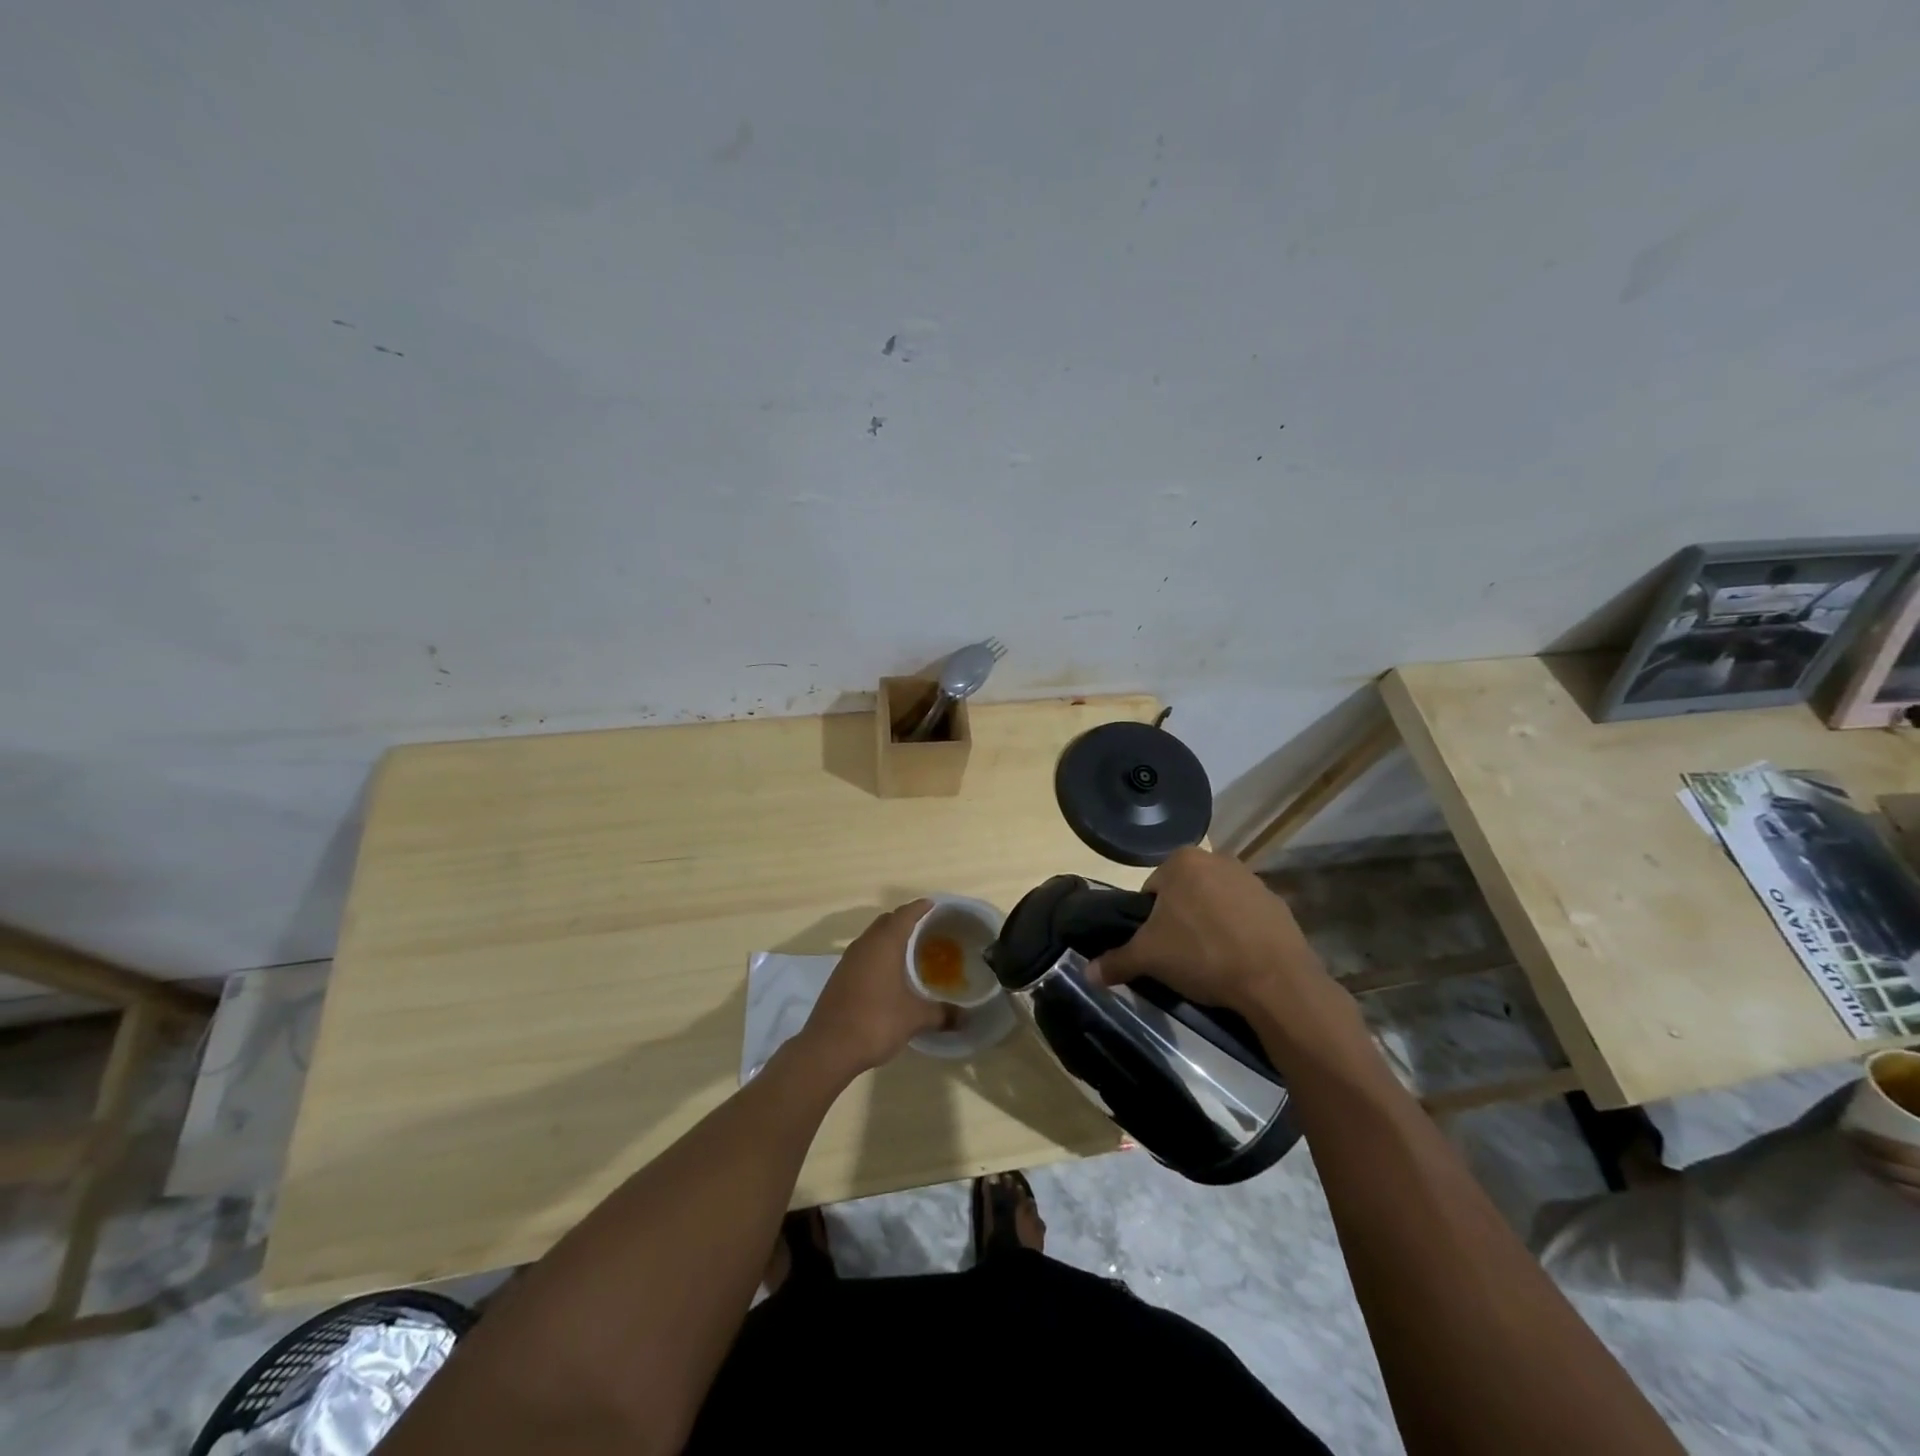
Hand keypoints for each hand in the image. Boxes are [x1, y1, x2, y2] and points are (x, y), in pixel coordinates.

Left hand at [800, 901, 951, 1075]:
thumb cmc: (876, 1022)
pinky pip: (862, 954)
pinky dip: (877, 955)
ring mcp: (848, 961)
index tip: (933, 905)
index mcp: (884, 944)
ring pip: (872, 938)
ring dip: (888, 938)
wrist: (828, 1048)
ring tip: (909, 950)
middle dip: (904, 920)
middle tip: (925, 928)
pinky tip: (887, 974)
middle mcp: (864, 945)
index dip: (920, 907)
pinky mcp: (839, 977)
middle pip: (886, 921)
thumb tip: (966, 1018)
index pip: (904, 915)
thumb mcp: (915, 1018)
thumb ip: (942, 1013)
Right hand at [1087, 848, 1336, 1018]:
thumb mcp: (1149, 959)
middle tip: (1180, 956)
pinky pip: (1246, 917)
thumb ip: (1116, 961)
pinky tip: (1238, 960)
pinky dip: (1239, 933)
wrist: (1275, 980)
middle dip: (1180, 920)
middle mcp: (1218, 859)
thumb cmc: (1202, 955)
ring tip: (1210, 962)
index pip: (1152, 890)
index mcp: (1182, 861)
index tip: (1158, 947)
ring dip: (1209, 925)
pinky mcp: (1278, 904)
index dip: (1150, 921)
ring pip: (1215, 903)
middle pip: (1185, 893)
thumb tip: (1086, 974)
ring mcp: (1252, 880)